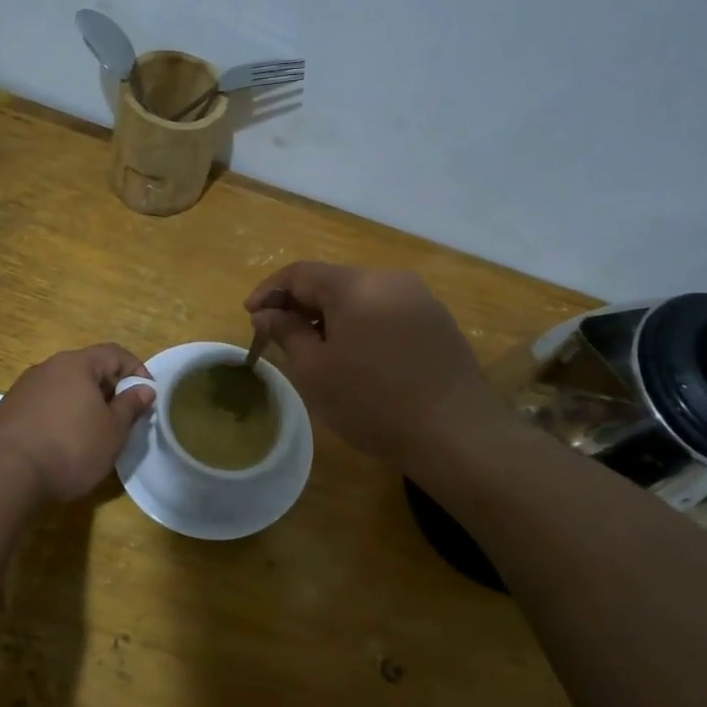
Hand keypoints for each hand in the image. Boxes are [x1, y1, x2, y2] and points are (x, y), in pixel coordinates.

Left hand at [0, 344, 155, 501]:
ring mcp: (24, 388)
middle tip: (122, 417)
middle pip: (87, 369)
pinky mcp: (8, 410)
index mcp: (76, 364)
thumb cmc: (71, 447)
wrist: (7, 475)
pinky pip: (45, 404)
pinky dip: (60, 415)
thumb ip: (130, 406)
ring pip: (64, 387)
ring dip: (83, 403)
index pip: (114, 353)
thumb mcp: (113, 431)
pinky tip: (63, 442)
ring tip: (93, 432)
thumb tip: (144, 388)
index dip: (136, 369)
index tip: (147, 394)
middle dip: (109, 389)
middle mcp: (48, 367)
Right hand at [245, 262, 497, 470]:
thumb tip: (267, 313)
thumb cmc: (373, 402)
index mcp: (356, 284)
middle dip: (300, 304)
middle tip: (277, 335)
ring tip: (314, 348)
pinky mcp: (438, 321)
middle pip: (333, 281)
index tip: (250, 316)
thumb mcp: (315, 371)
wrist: (456, 434)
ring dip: (331, 315)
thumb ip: (286, 332)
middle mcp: (391, 279)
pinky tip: (356, 356)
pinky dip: (361, 324)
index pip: (300, 273)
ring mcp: (421, 299)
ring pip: (361, 297)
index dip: (269, 291)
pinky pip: (387, 311)